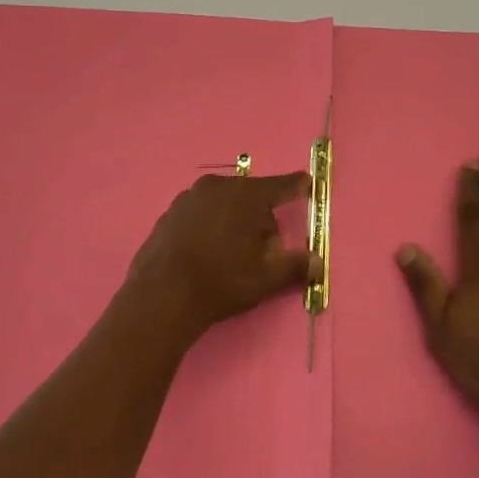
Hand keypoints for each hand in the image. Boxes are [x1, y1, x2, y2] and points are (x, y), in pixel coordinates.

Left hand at [122, 172, 320, 344]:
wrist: (160, 295)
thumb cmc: (221, 281)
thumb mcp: (265, 278)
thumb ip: (295, 266)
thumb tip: (317, 262)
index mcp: (245, 195)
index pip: (280, 185)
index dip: (296, 186)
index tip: (308, 182)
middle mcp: (217, 187)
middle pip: (250, 196)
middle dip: (262, 218)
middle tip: (265, 250)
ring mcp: (189, 198)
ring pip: (224, 204)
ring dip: (235, 221)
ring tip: (234, 255)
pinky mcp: (169, 213)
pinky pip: (201, 213)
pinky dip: (211, 226)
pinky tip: (207, 254)